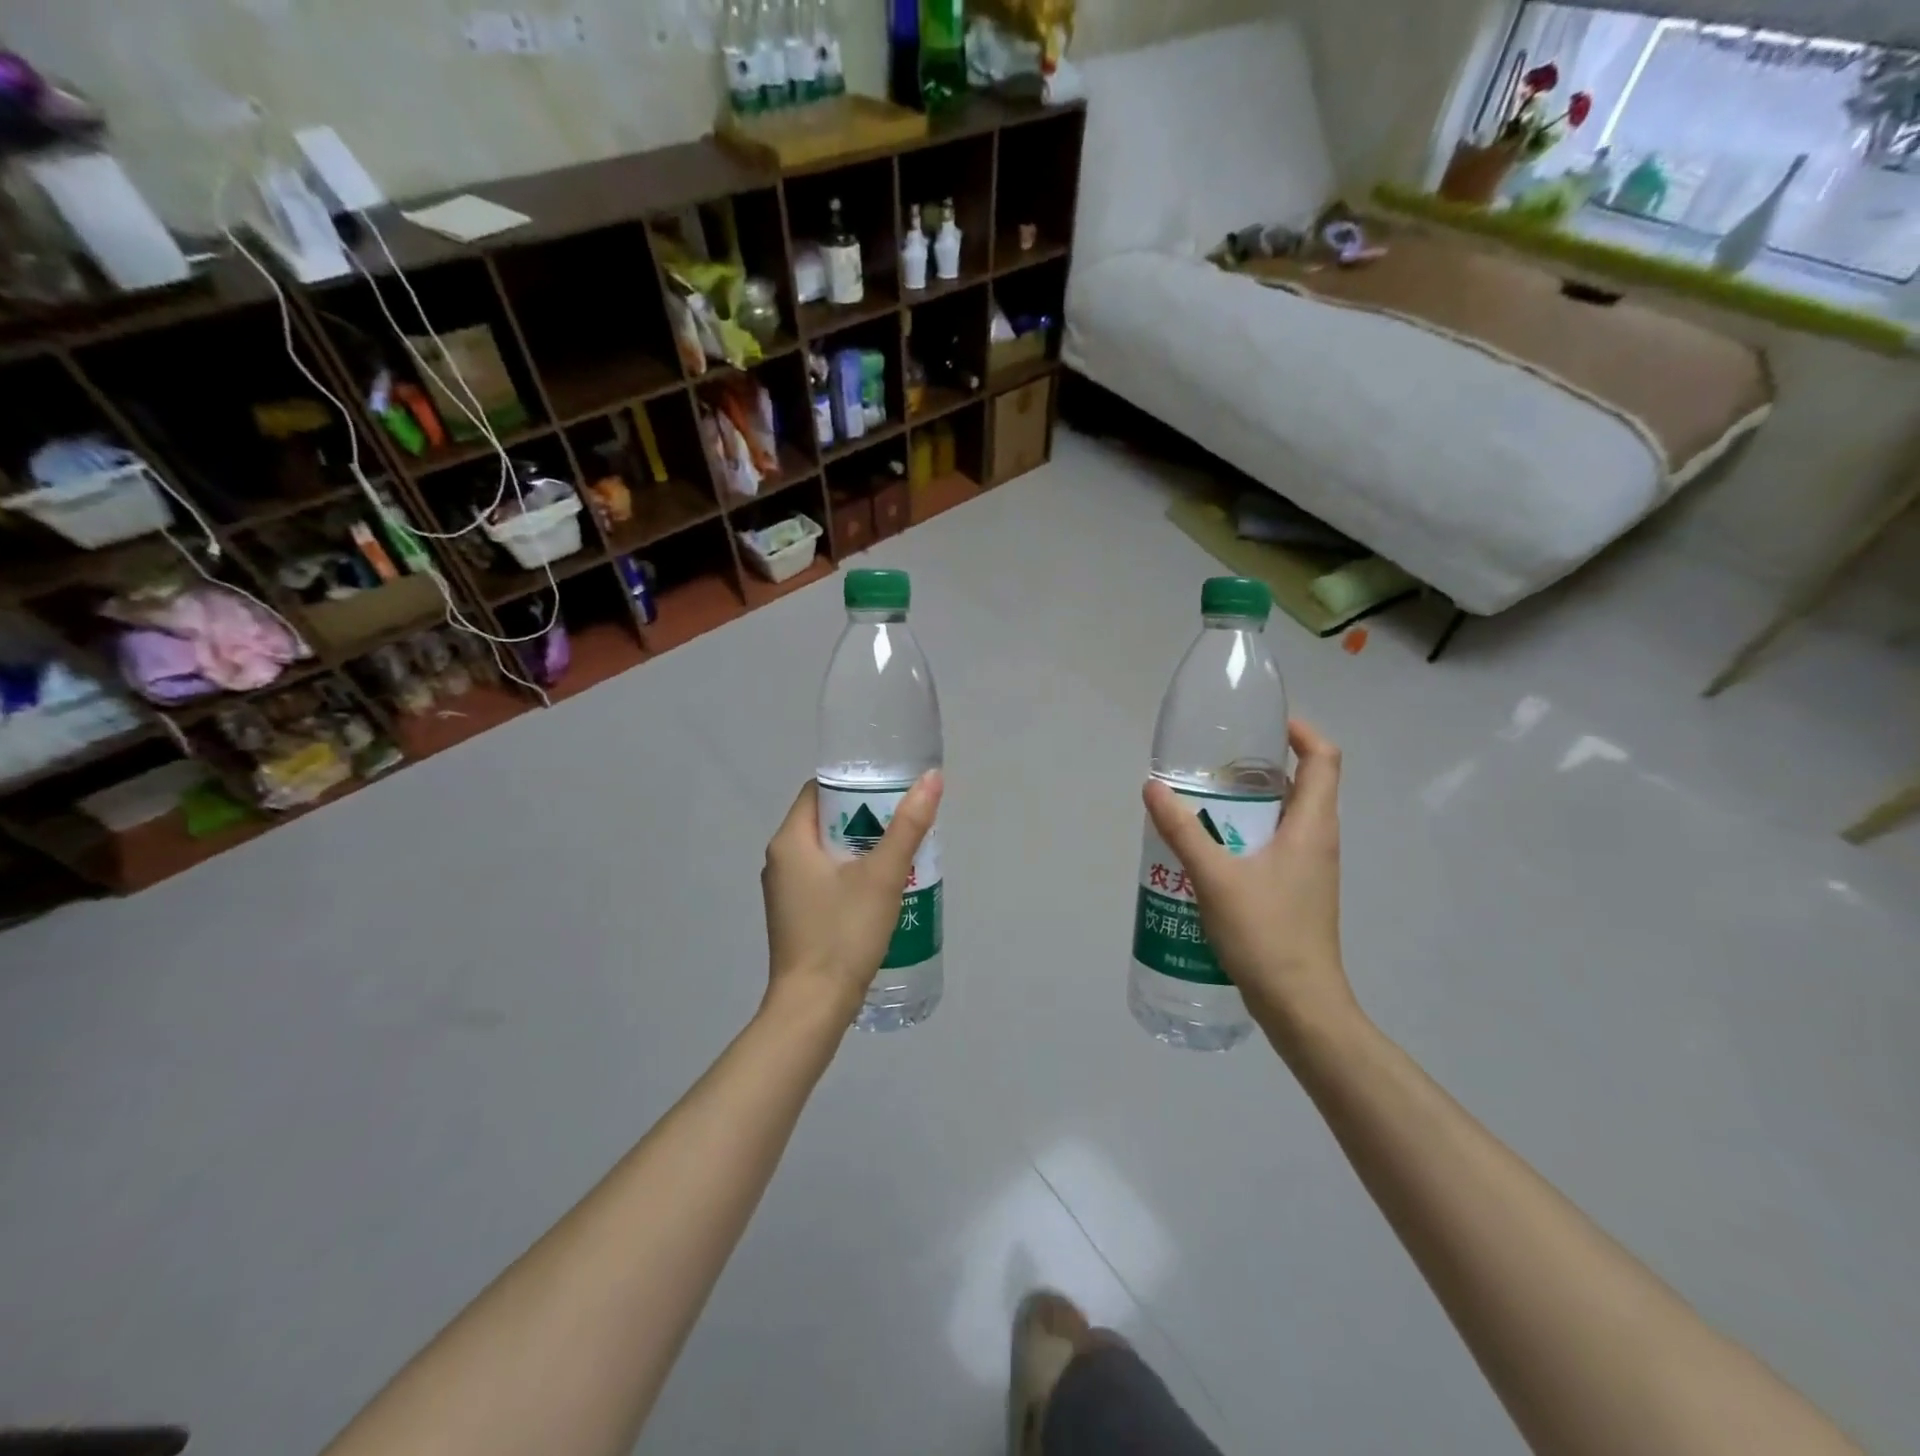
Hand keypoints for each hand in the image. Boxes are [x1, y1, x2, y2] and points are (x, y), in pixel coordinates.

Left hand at [762, 773, 942, 1018]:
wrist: (813, 1007)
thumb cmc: (843, 933)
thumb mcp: (883, 875)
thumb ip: (908, 825)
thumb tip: (931, 778)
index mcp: (789, 841)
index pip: (819, 791)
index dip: (855, 784)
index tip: (890, 790)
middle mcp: (780, 860)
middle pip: (825, 821)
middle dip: (865, 818)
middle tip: (903, 824)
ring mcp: (784, 891)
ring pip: (826, 852)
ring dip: (861, 848)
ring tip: (899, 854)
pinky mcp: (794, 915)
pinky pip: (824, 878)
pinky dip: (850, 874)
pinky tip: (880, 889)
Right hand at [1143, 720, 1356, 1048]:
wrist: (1300, 1005)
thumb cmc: (1266, 933)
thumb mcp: (1215, 877)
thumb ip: (1182, 830)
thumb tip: (1152, 787)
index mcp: (1312, 826)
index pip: (1323, 758)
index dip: (1300, 731)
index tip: (1262, 723)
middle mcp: (1319, 840)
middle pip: (1302, 784)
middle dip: (1259, 768)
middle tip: (1212, 766)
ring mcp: (1311, 869)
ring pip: (1285, 818)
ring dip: (1249, 805)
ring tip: (1202, 804)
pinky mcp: (1298, 892)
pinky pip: (1275, 846)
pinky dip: (1247, 835)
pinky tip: (1209, 852)